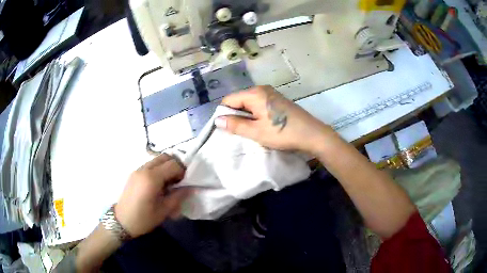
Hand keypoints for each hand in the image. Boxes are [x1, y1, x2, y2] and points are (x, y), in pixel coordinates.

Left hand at [115, 154, 190, 237]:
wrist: (121, 221)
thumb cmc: (143, 219)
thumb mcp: (164, 211)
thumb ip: (178, 196)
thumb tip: (191, 188)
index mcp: (152, 178)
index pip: (173, 164)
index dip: (183, 171)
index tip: (185, 183)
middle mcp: (144, 169)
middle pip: (165, 157)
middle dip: (175, 166)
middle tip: (178, 181)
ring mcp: (137, 170)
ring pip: (157, 160)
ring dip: (166, 167)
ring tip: (169, 183)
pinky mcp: (134, 173)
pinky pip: (150, 165)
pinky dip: (158, 170)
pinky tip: (158, 185)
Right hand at [215, 85, 335, 153]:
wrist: (312, 134)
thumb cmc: (282, 133)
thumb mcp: (256, 132)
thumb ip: (235, 125)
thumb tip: (218, 120)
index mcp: (254, 93)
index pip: (229, 100)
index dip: (224, 114)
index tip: (226, 129)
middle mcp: (262, 89)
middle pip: (240, 100)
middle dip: (236, 115)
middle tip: (239, 132)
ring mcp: (272, 94)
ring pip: (250, 104)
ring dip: (247, 117)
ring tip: (251, 131)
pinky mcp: (278, 101)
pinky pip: (260, 105)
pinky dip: (256, 115)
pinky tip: (262, 126)